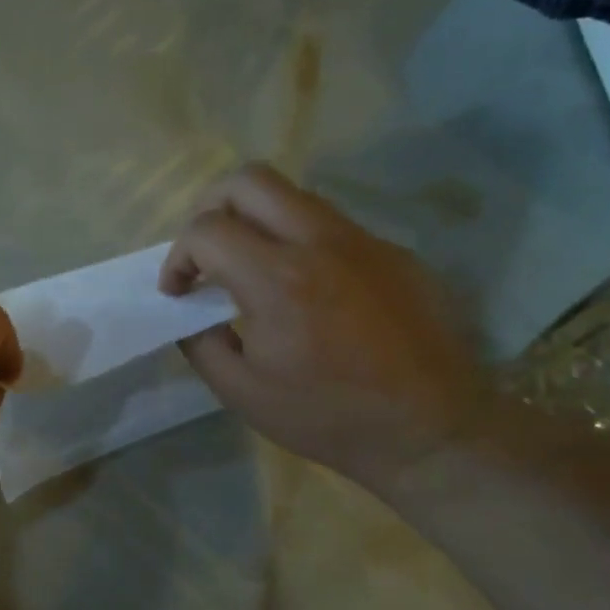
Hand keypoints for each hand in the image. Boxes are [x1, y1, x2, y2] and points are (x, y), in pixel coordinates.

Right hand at [160, 163, 490, 489]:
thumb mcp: (242, 392)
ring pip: (292, 194)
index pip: (206, 229)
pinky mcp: (391, 251)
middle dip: (209, 208)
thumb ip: (200, 344)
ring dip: (255, 219)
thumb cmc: (328, 417)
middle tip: (206, 253)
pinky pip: (330, 224)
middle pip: (248, 180)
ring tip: (249, 266)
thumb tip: (190, 314)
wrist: (432, 429)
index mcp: (277, 280)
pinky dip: (297, 240)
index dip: (177, 257)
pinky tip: (302, 288)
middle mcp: (320, 242)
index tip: (178, 291)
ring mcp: (363, 241)